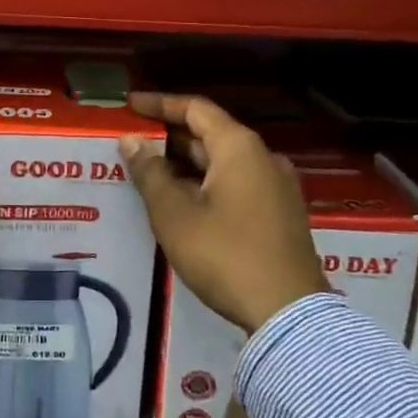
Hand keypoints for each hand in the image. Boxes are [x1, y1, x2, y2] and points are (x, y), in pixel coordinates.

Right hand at [120, 93, 326, 334]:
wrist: (287, 313)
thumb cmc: (224, 254)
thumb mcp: (174, 213)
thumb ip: (149, 172)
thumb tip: (130, 141)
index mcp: (239, 147)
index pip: (195, 108)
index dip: (159, 104)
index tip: (130, 106)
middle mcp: (263, 158)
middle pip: (210, 134)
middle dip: (169, 136)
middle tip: (131, 142)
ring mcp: (276, 187)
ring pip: (222, 162)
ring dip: (185, 163)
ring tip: (147, 172)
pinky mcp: (279, 214)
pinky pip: (236, 183)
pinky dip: (205, 183)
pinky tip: (180, 201)